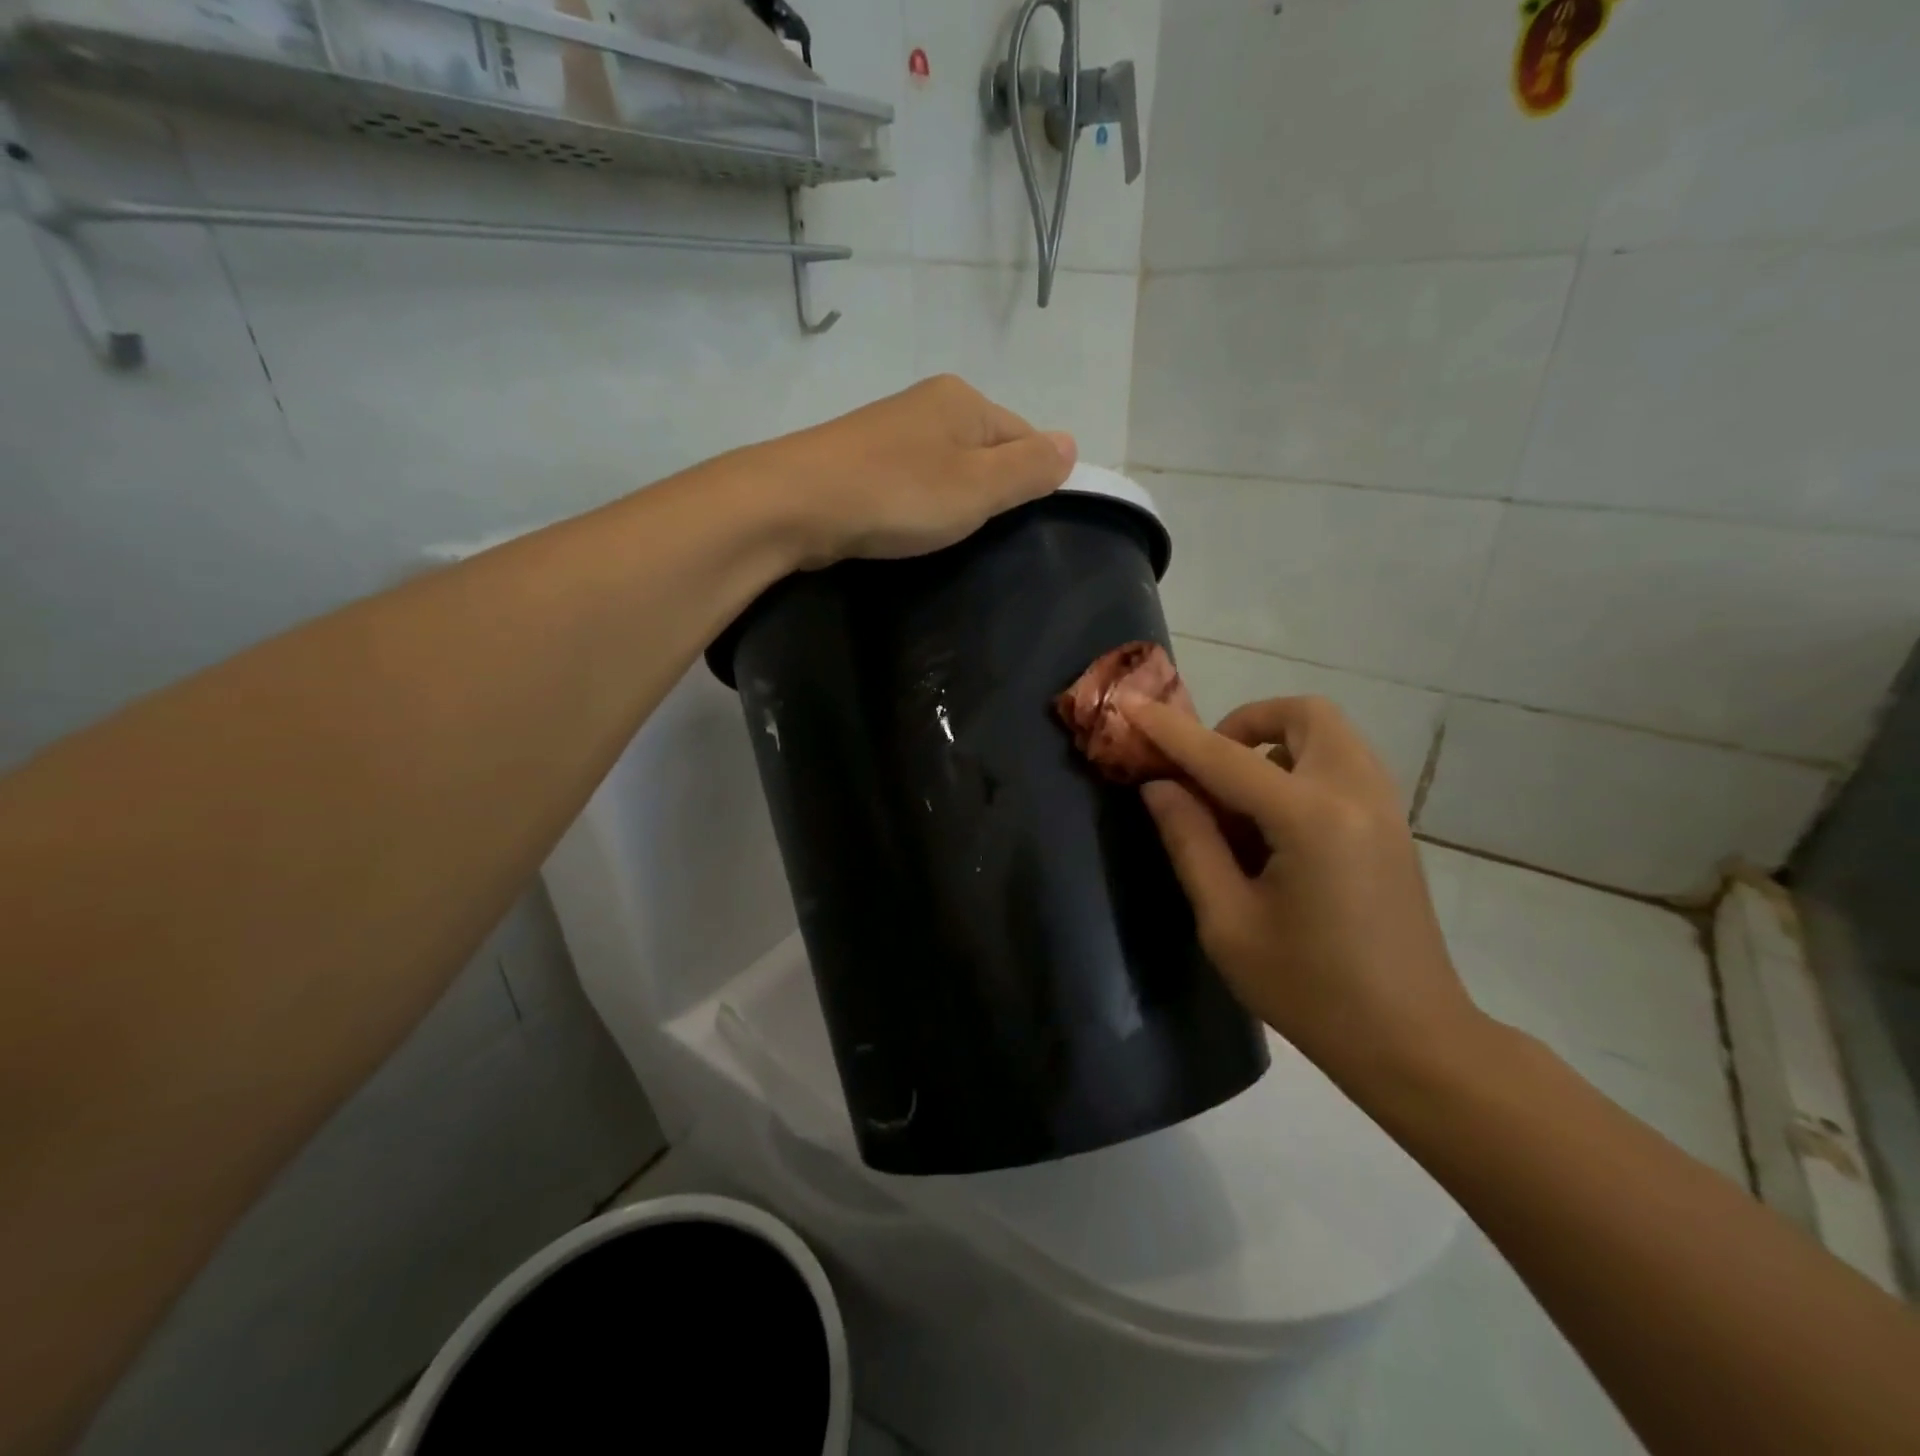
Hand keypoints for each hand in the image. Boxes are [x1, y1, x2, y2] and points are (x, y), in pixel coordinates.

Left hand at [741, 375, 1077, 566]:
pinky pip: (911, 480)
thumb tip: (1071, 443)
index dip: (1031, 481)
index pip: (1025, 436)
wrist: (797, 503)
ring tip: (942, 535)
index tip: (1019, 524)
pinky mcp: (860, 459)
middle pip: (985, 450)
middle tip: (980, 535)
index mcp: (964, 400)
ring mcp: (890, 429)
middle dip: (989, 491)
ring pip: (946, 467)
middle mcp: (928, 403)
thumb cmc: (899, 495)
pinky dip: (917, 503)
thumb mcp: (979, 487)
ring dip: (952, 500)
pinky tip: (907, 526)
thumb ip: (1029, 468)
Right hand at [1119, 692, 1485, 1093]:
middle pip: (1304, 714)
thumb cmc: (1309, 991)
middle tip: (1209, 768)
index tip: (1131, 705)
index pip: (1225, 757)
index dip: (1171, 730)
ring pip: (1329, 734)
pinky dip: (1301, 767)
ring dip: (1275, 743)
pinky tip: (1275, 825)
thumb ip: (1190, 842)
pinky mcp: (1393, 825)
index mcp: (1311, 820)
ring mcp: (1385, 807)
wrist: (1413, 1041)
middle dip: (1246, 723)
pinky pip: (1342, 764)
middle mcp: (1356, 794)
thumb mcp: (1228, 923)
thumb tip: (1159, 787)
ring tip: (1238, 798)